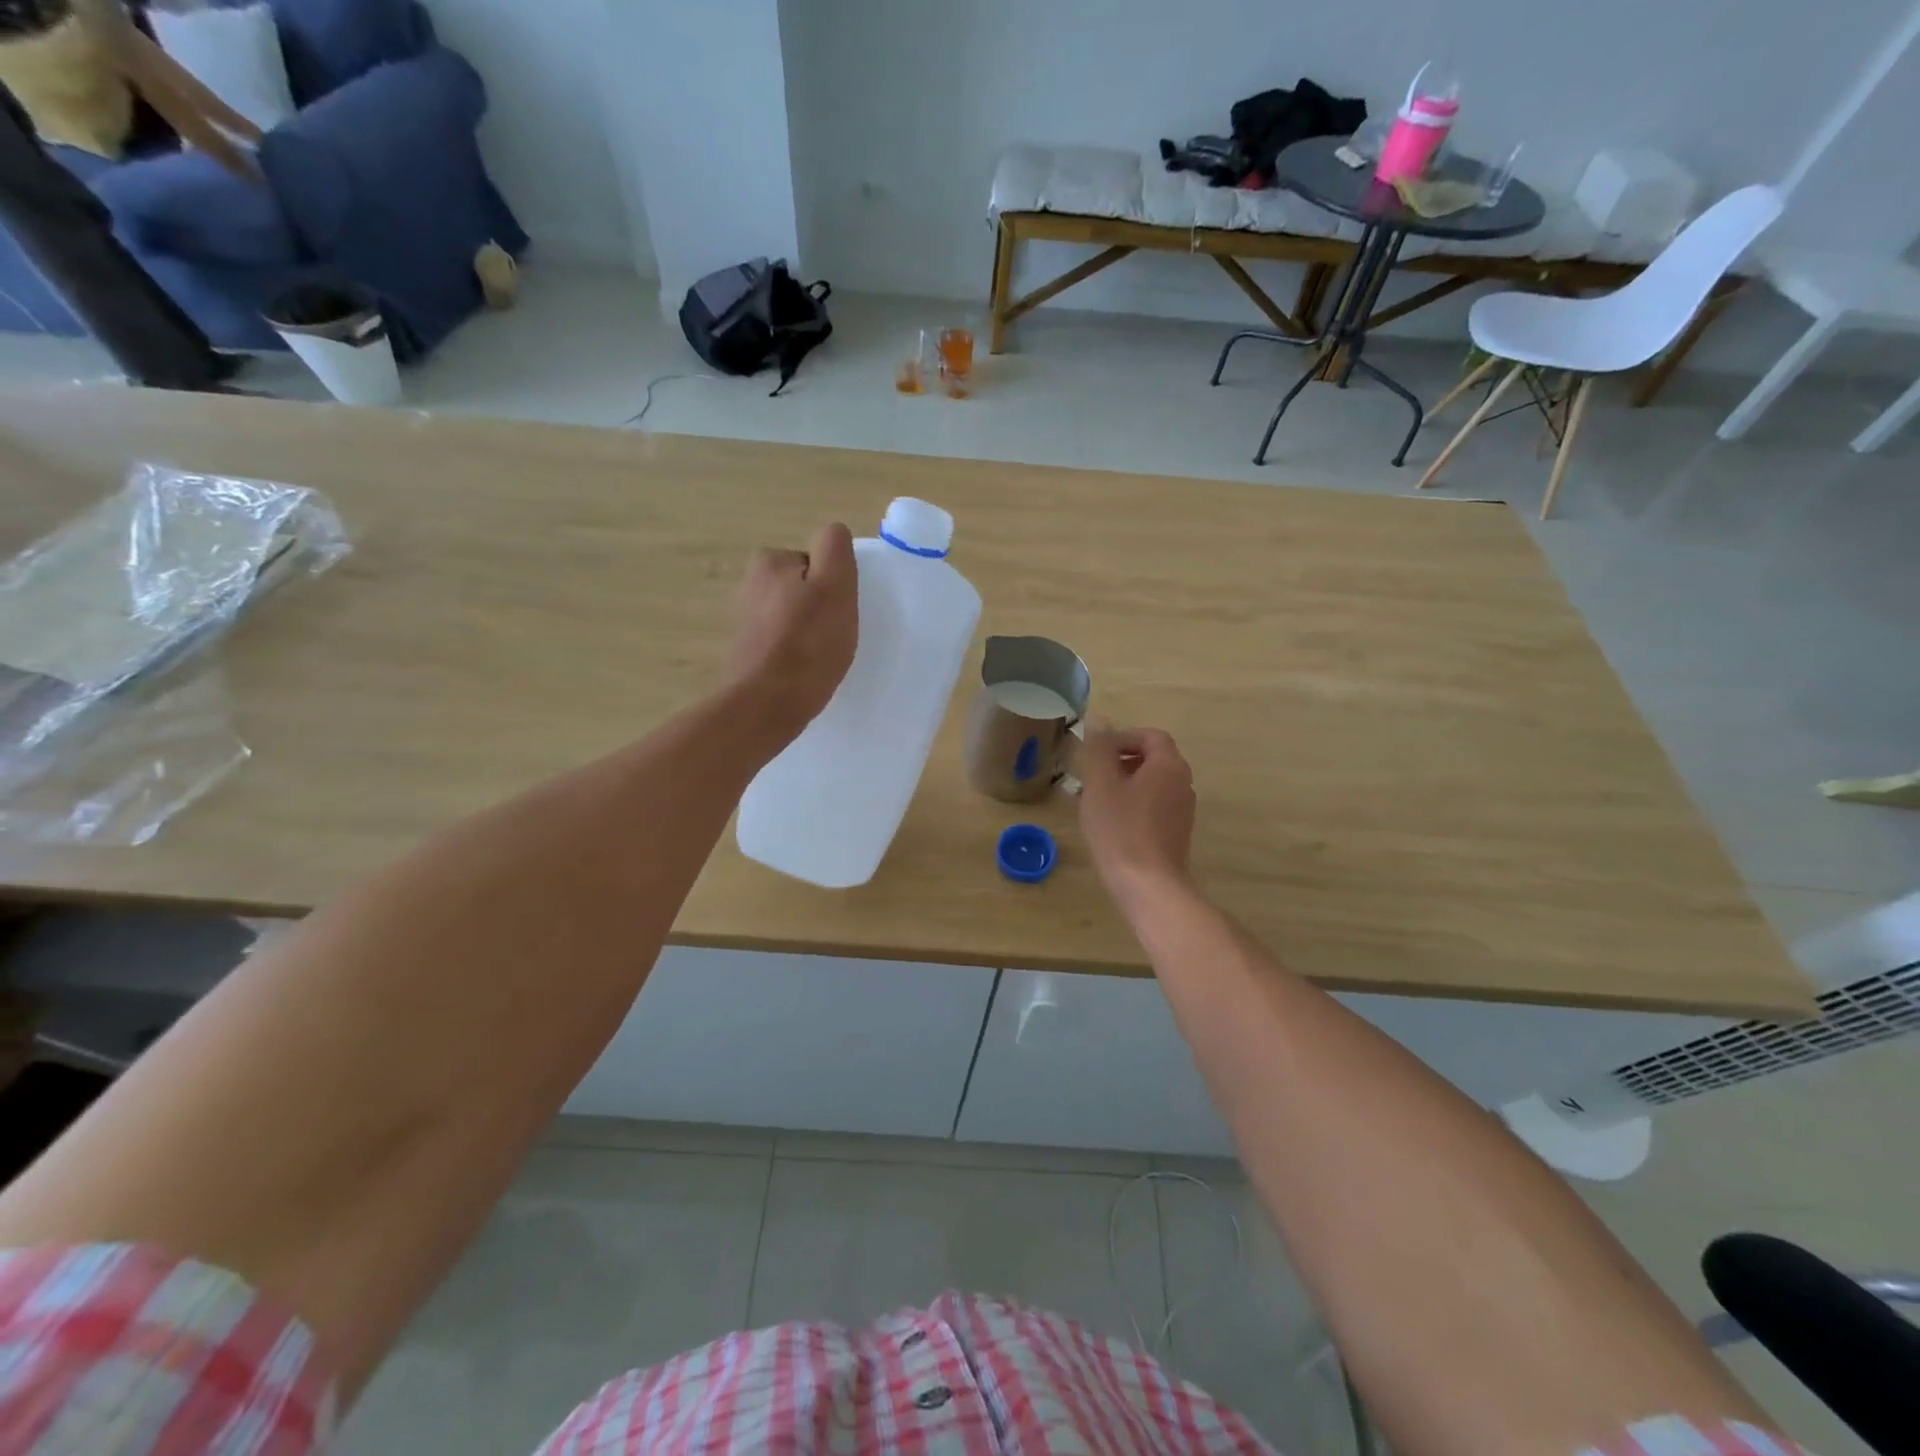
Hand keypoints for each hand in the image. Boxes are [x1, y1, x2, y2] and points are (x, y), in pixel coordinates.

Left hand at [727, 522, 857, 745]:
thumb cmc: (807, 645)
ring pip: (790, 617)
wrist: (767, 705)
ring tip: (818, 658)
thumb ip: (834, 548)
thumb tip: (832, 532)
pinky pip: (779, 643)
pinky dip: (792, 654)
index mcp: (768, 562)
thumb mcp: (835, 586)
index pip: (815, 563)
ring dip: (805, 632)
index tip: (836, 611)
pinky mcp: (743, 653)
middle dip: (817, 608)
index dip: (833, 586)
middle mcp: (747, 584)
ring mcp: (742, 621)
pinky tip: (802, 672)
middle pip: (802, 589)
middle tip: (832, 636)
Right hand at [1078, 726, 1195, 907]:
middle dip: (1119, 761)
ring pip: (1150, 784)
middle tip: (1090, 775)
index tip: (1096, 751)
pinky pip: (1152, 807)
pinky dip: (1131, 805)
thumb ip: (1099, 749)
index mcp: (1168, 766)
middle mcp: (1182, 783)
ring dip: (1123, 784)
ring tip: (1093, 800)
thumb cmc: (1121, 830)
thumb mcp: (1101, 784)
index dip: (1122, 737)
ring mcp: (1182, 811)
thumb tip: (1099, 719)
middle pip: (1152, 759)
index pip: (1150, 736)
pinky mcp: (1175, 834)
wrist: (1148, 886)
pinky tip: (1108, 823)